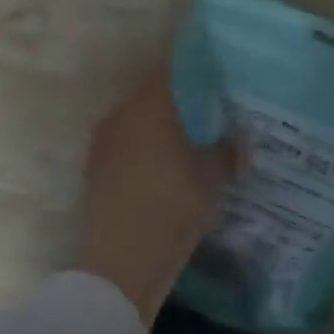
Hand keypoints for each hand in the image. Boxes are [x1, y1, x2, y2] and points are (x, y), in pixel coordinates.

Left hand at [74, 67, 234, 325]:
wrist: (120, 267)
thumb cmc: (172, 209)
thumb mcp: (212, 178)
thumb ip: (226, 149)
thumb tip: (235, 136)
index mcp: (149, 106)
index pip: (173, 68)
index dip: (197, 66)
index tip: (219, 71)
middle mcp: (121, 115)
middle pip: (155, 93)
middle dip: (183, 98)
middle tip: (214, 107)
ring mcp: (105, 144)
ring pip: (141, 120)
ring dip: (164, 125)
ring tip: (196, 137)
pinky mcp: (98, 171)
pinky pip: (130, 144)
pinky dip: (150, 148)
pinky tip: (172, 164)